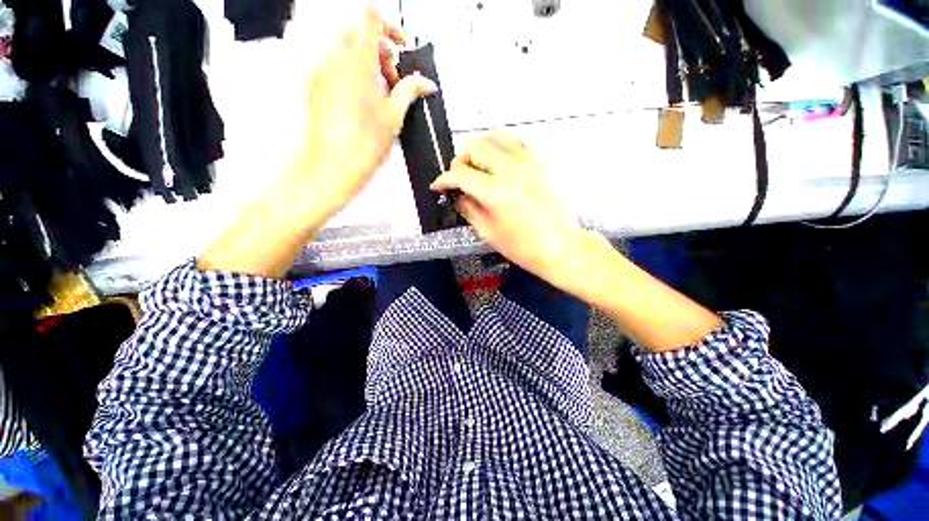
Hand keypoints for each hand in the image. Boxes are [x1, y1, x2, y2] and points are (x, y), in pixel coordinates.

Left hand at [199, 11, 434, 277]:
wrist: (332, 167)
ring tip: (380, 95)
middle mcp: (334, 60)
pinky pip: (334, 68)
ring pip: (346, 51)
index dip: (390, 27)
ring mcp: (320, 73)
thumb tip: (424, 83)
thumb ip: (409, 91)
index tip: (401, 46)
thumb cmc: (362, 146)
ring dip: (367, 64)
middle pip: (359, 35)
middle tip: (394, 80)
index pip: (371, 19)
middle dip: (381, 52)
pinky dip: (351, 75)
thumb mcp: (394, 117)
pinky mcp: (314, 87)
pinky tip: (362, 102)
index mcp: (357, 61)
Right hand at [433, 133, 721, 351]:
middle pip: (474, 149)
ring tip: (476, 165)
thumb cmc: (523, 247)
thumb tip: (457, 195)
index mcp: (495, 192)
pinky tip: (497, 157)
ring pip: (494, 138)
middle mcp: (510, 171)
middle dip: (459, 162)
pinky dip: (501, 143)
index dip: (443, 179)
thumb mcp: (488, 233)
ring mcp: (527, 163)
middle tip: (458, 178)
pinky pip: (516, 140)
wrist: (559, 246)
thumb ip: (468, 209)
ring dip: (478, 149)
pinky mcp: (539, 162)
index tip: (438, 186)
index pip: (460, 175)